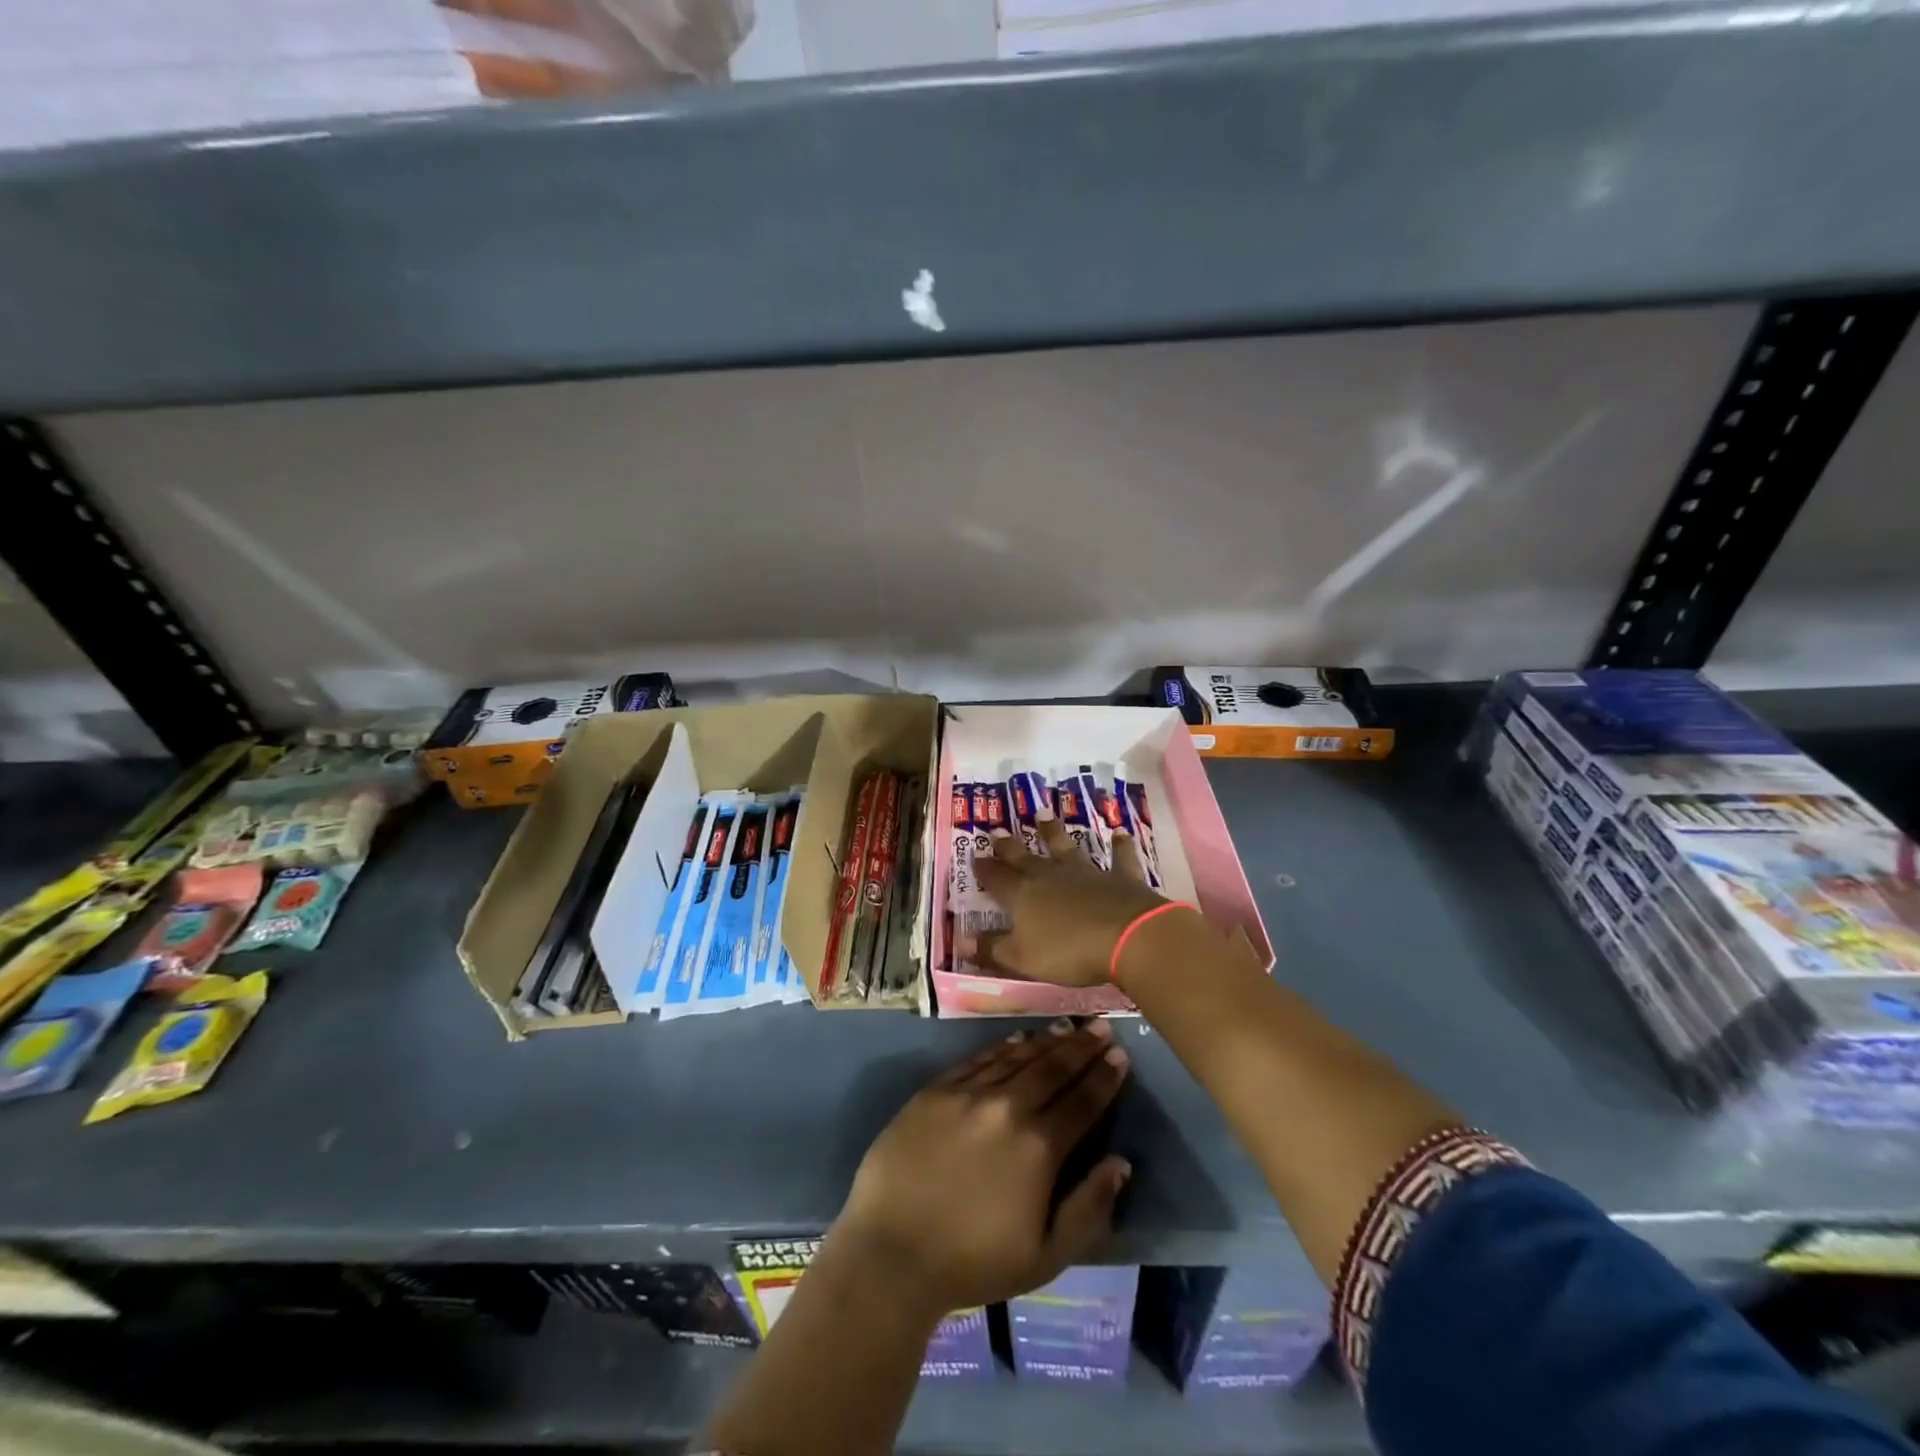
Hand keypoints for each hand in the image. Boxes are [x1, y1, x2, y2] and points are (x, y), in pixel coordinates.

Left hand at [833, 1023, 1132, 1315]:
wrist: (892, 1250)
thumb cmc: (973, 1262)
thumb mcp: (1046, 1256)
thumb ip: (1089, 1208)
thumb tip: (1121, 1163)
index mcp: (1039, 1147)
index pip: (1082, 1102)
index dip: (1104, 1077)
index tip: (1120, 1055)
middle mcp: (1008, 1107)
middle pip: (1053, 1069)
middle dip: (1081, 1047)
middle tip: (1101, 1026)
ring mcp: (969, 1093)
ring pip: (1017, 1057)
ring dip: (1046, 1041)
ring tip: (1066, 1026)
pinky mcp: (936, 1090)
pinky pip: (978, 1059)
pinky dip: (1002, 1047)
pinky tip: (1016, 1038)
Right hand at [969, 819, 1175, 986]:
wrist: (1127, 937)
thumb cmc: (1069, 952)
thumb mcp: (1023, 959)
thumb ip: (993, 949)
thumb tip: (962, 942)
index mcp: (1023, 896)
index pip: (997, 879)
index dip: (985, 869)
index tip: (974, 856)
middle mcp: (1051, 876)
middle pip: (1025, 858)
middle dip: (1009, 846)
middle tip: (997, 831)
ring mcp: (1087, 873)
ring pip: (1066, 848)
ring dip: (1054, 833)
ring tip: (1044, 815)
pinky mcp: (1120, 877)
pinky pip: (1119, 858)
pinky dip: (1120, 846)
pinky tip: (1120, 833)